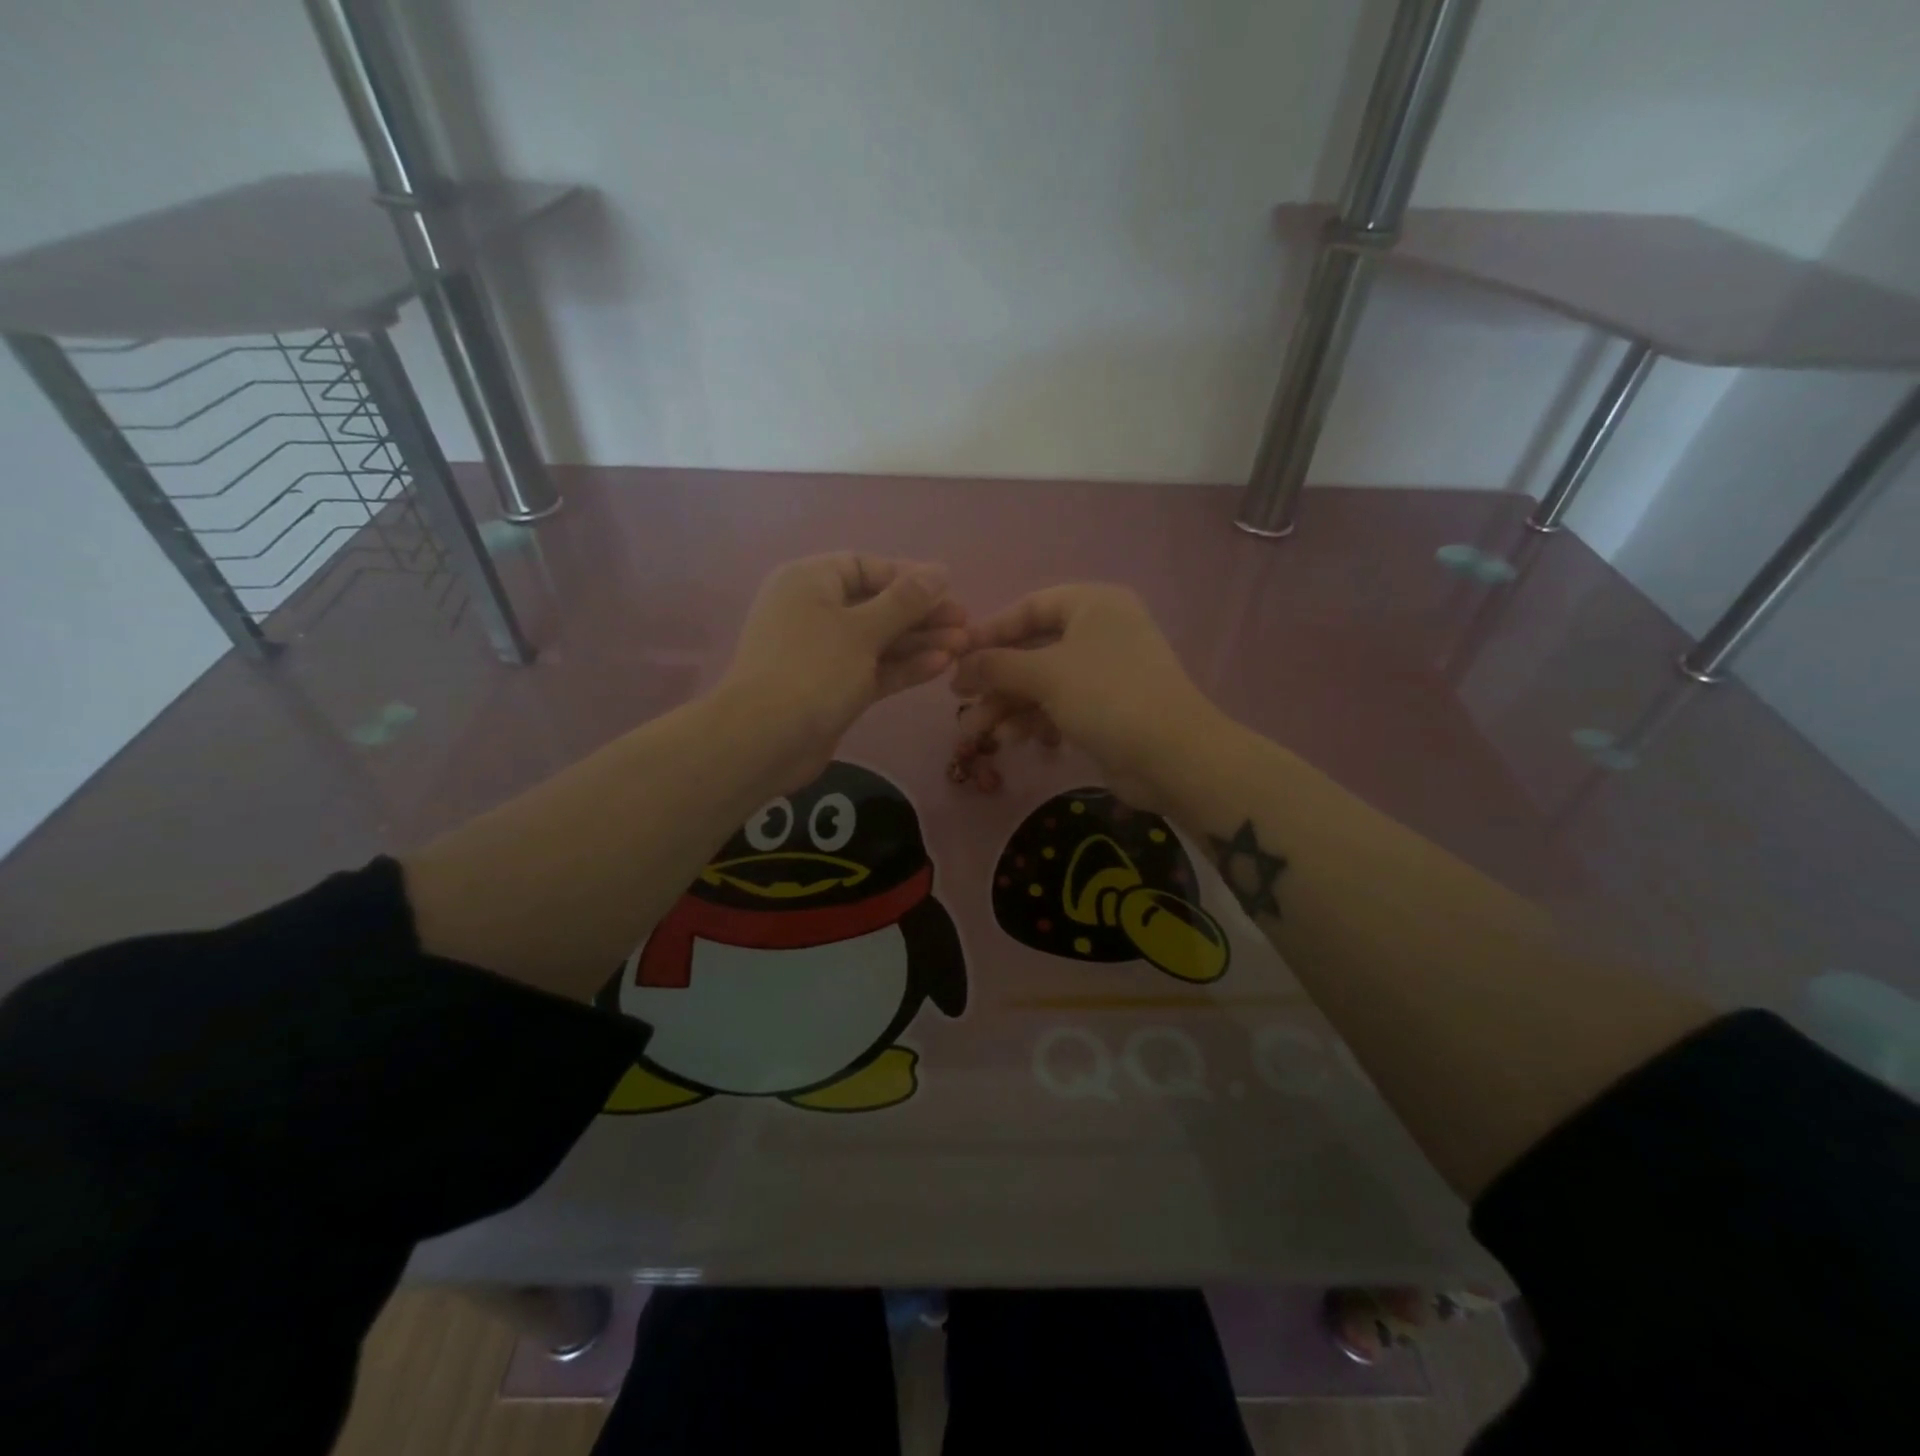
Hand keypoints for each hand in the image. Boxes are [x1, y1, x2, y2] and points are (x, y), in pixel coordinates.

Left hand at [722, 553, 967, 789]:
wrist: (765, 740)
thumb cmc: (813, 669)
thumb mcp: (863, 629)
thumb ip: (905, 601)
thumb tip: (939, 571)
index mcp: (810, 582)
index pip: (864, 567)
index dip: (906, 575)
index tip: (946, 588)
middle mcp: (814, 611)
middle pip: (876, 604)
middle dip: (921, 613)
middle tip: (964, 621)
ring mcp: (824, 653)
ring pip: (878, 640)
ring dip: (919, 641)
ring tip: (963, 645)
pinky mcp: (834, 688)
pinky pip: (873, 668)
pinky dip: (903, 666)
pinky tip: (941, 665)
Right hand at [951, 584, 1221, 811]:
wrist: (1172, 756)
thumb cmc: (1107, 696)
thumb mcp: (1046, 674)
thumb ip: (997, 665)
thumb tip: (959, 665)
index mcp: (1093, 604)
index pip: (1029, 607)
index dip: (990, 632)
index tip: (955, 655)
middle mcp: (1099, 630)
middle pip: (1032, 649)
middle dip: (994, 679)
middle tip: (959, 700)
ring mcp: (1103, 671)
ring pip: (1042, 682)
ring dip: (1007, 706)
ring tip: (974, 734)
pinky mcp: (1105, 707)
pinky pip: (1058, 705)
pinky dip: (1034, 719)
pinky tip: (1011, 741)